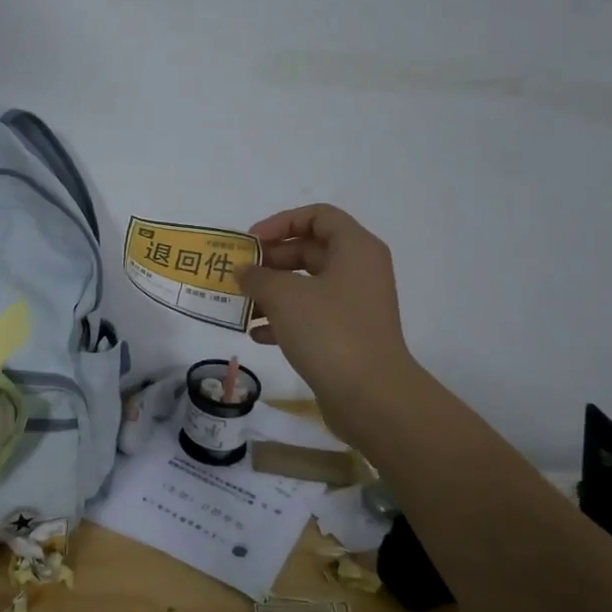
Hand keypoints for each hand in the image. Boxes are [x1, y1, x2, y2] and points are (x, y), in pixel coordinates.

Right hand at [238, 204, 414, 429]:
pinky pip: (312, 315)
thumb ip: (257, 276)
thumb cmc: (329, 331)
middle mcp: (360, 271)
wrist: (371, 396)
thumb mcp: (284, 295)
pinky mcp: (348, 335)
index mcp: (355, 249)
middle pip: (311, 249)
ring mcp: (356, 305)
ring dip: (273, 291)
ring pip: (308, 285)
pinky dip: (284, 319)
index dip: (281, 222)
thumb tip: (243, 270)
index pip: (318, 216)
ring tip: (242, 305)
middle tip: (240, 273)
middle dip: (272, 260)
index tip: (251, 242)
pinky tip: (258, 334)